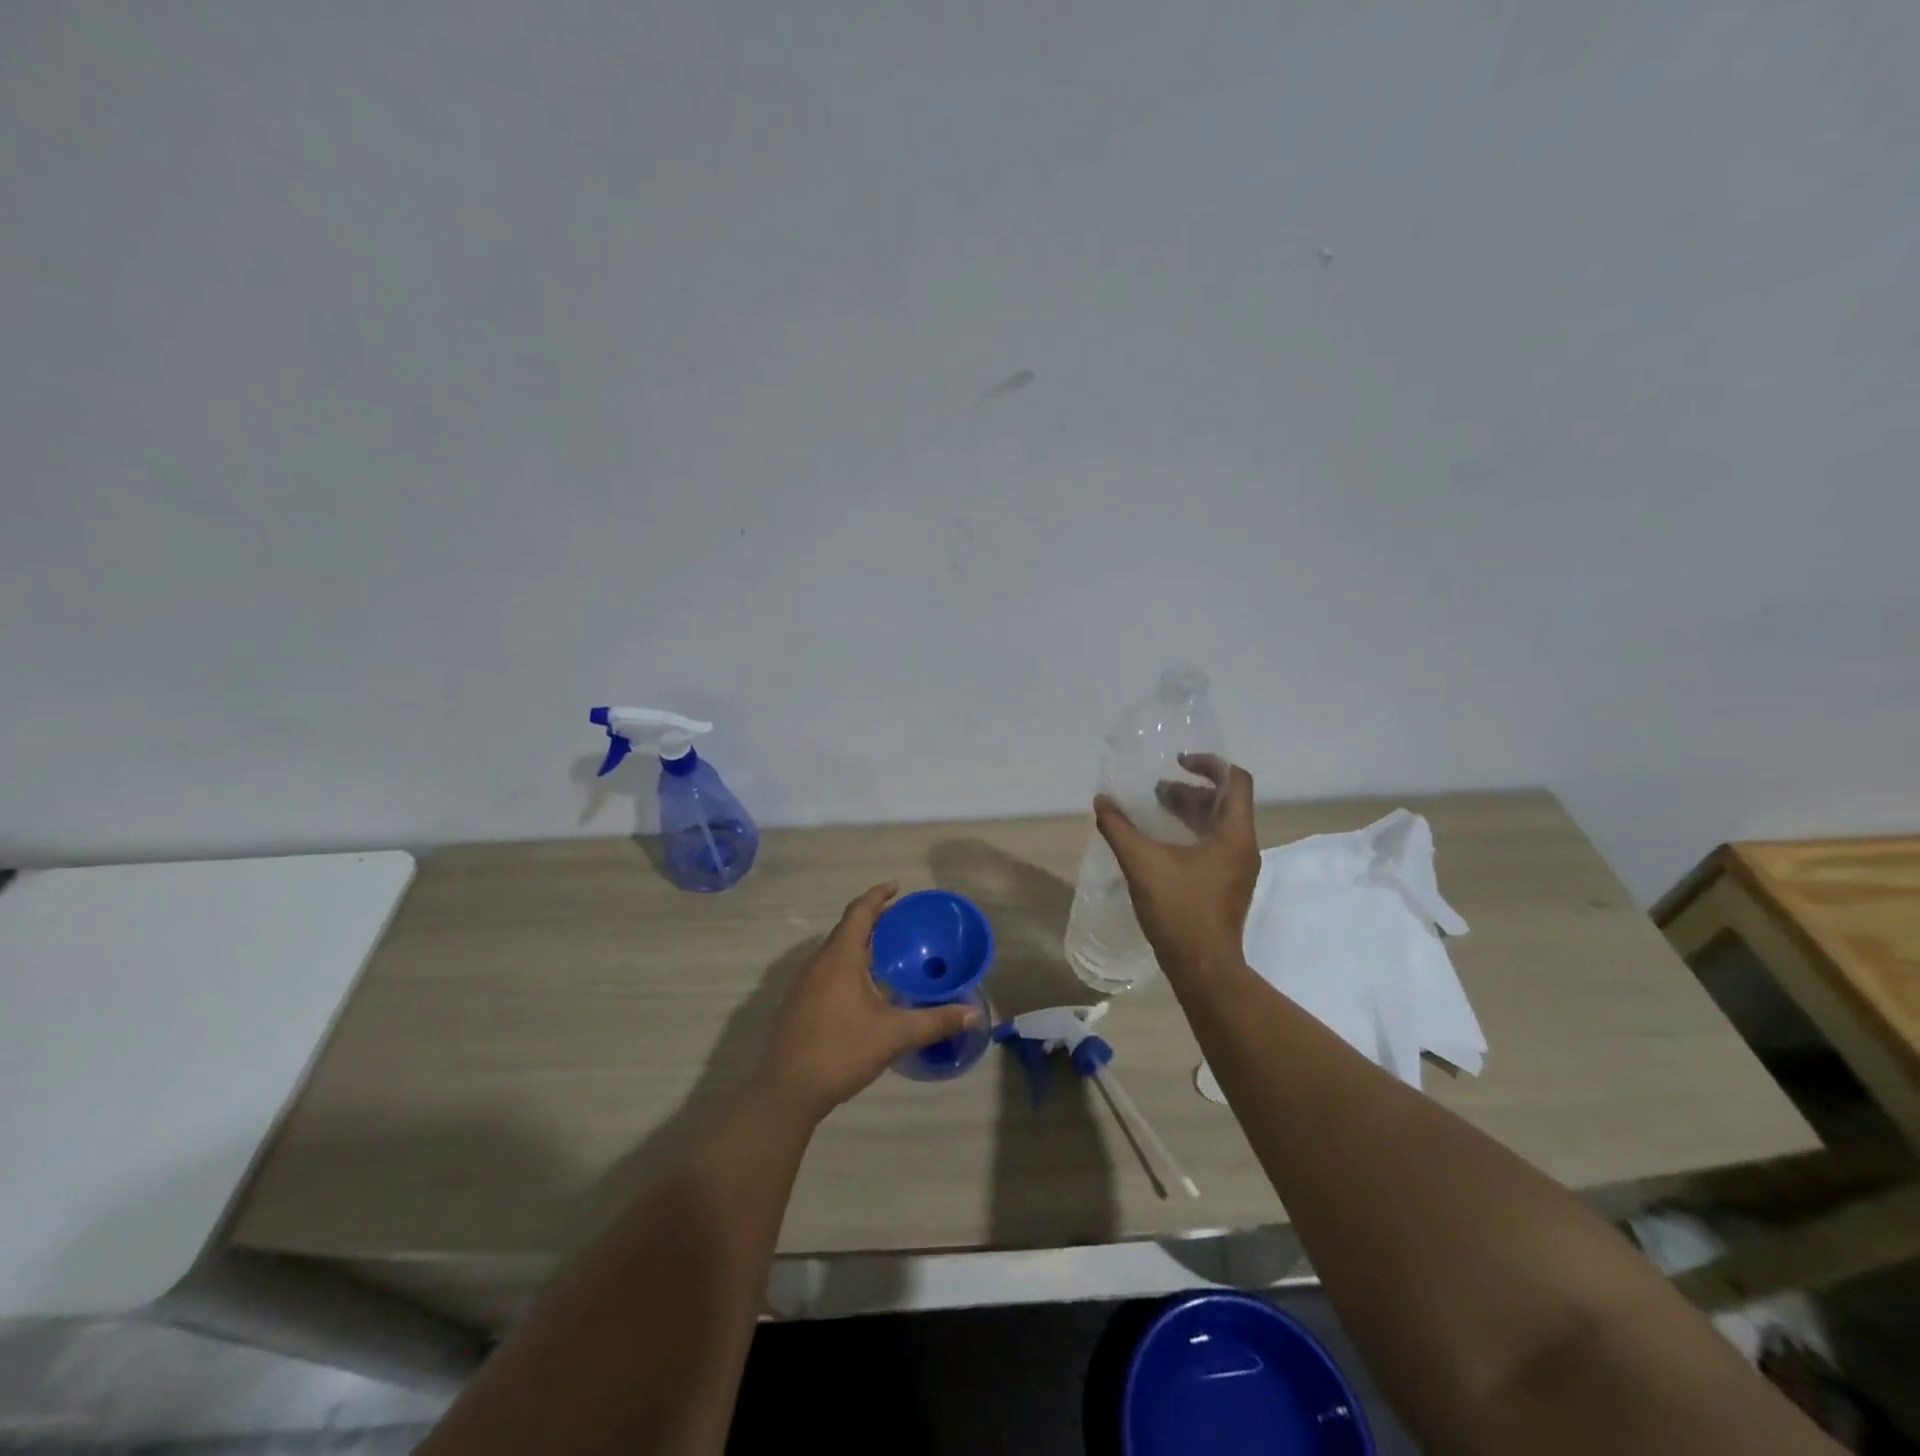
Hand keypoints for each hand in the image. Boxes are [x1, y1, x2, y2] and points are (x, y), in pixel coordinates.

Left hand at [756, 884, 983, 1121]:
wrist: (786, 1092)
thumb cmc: (841, 1052)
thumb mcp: (894, 1035)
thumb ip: (936, 1021)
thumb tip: (975, 1014)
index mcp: (839, 958)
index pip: (859, 912)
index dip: (878, 896)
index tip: (898, 887)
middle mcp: (818, 963)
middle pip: (847, 929)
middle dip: (873, 919)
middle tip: (902, 921)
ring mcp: (803, 984)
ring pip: (835, 950)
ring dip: (859, 943)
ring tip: (887, 951)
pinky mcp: (798, 1003)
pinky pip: (826, 969)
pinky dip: (848, 964)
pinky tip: (864, 987)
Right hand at [1094, 756, 1259, 980]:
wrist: (1203, 968)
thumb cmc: (1179, 910)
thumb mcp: (1142, 863)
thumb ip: (1119, 828)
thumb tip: (1101, 801)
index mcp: (1234, 835)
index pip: (1235, 781)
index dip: (1208, 764)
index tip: (1178, 762)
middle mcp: (1243, 847)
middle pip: (1225, 802)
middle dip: (1191, 790)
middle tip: (1156, 790)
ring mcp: (1238, 870)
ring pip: (1218, 826)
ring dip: (1189, 812)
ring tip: (1155, 811)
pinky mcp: (1227, 886)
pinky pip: (1213, 846)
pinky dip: (1190, 834)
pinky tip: (1160, 845)